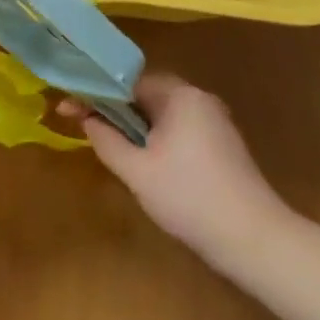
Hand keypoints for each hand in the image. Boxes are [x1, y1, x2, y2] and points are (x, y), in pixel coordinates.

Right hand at [58, 74, 289, 261]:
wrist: (252, 238)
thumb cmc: (187, 197)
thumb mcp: (135, 169)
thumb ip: (105, 138)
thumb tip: (86, 118)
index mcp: (180, 96)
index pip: (127, 81)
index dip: (94, 93)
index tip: (66, 107)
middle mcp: (199, 99)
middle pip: (145, 93)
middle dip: (112, 107)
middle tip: (82, 124)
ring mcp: (214, 121)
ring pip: (161, 112)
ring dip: (132, 123)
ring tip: (105, 141)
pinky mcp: (221, 143)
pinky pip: (177, 127)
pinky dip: (154, 135)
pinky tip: (140, 157)